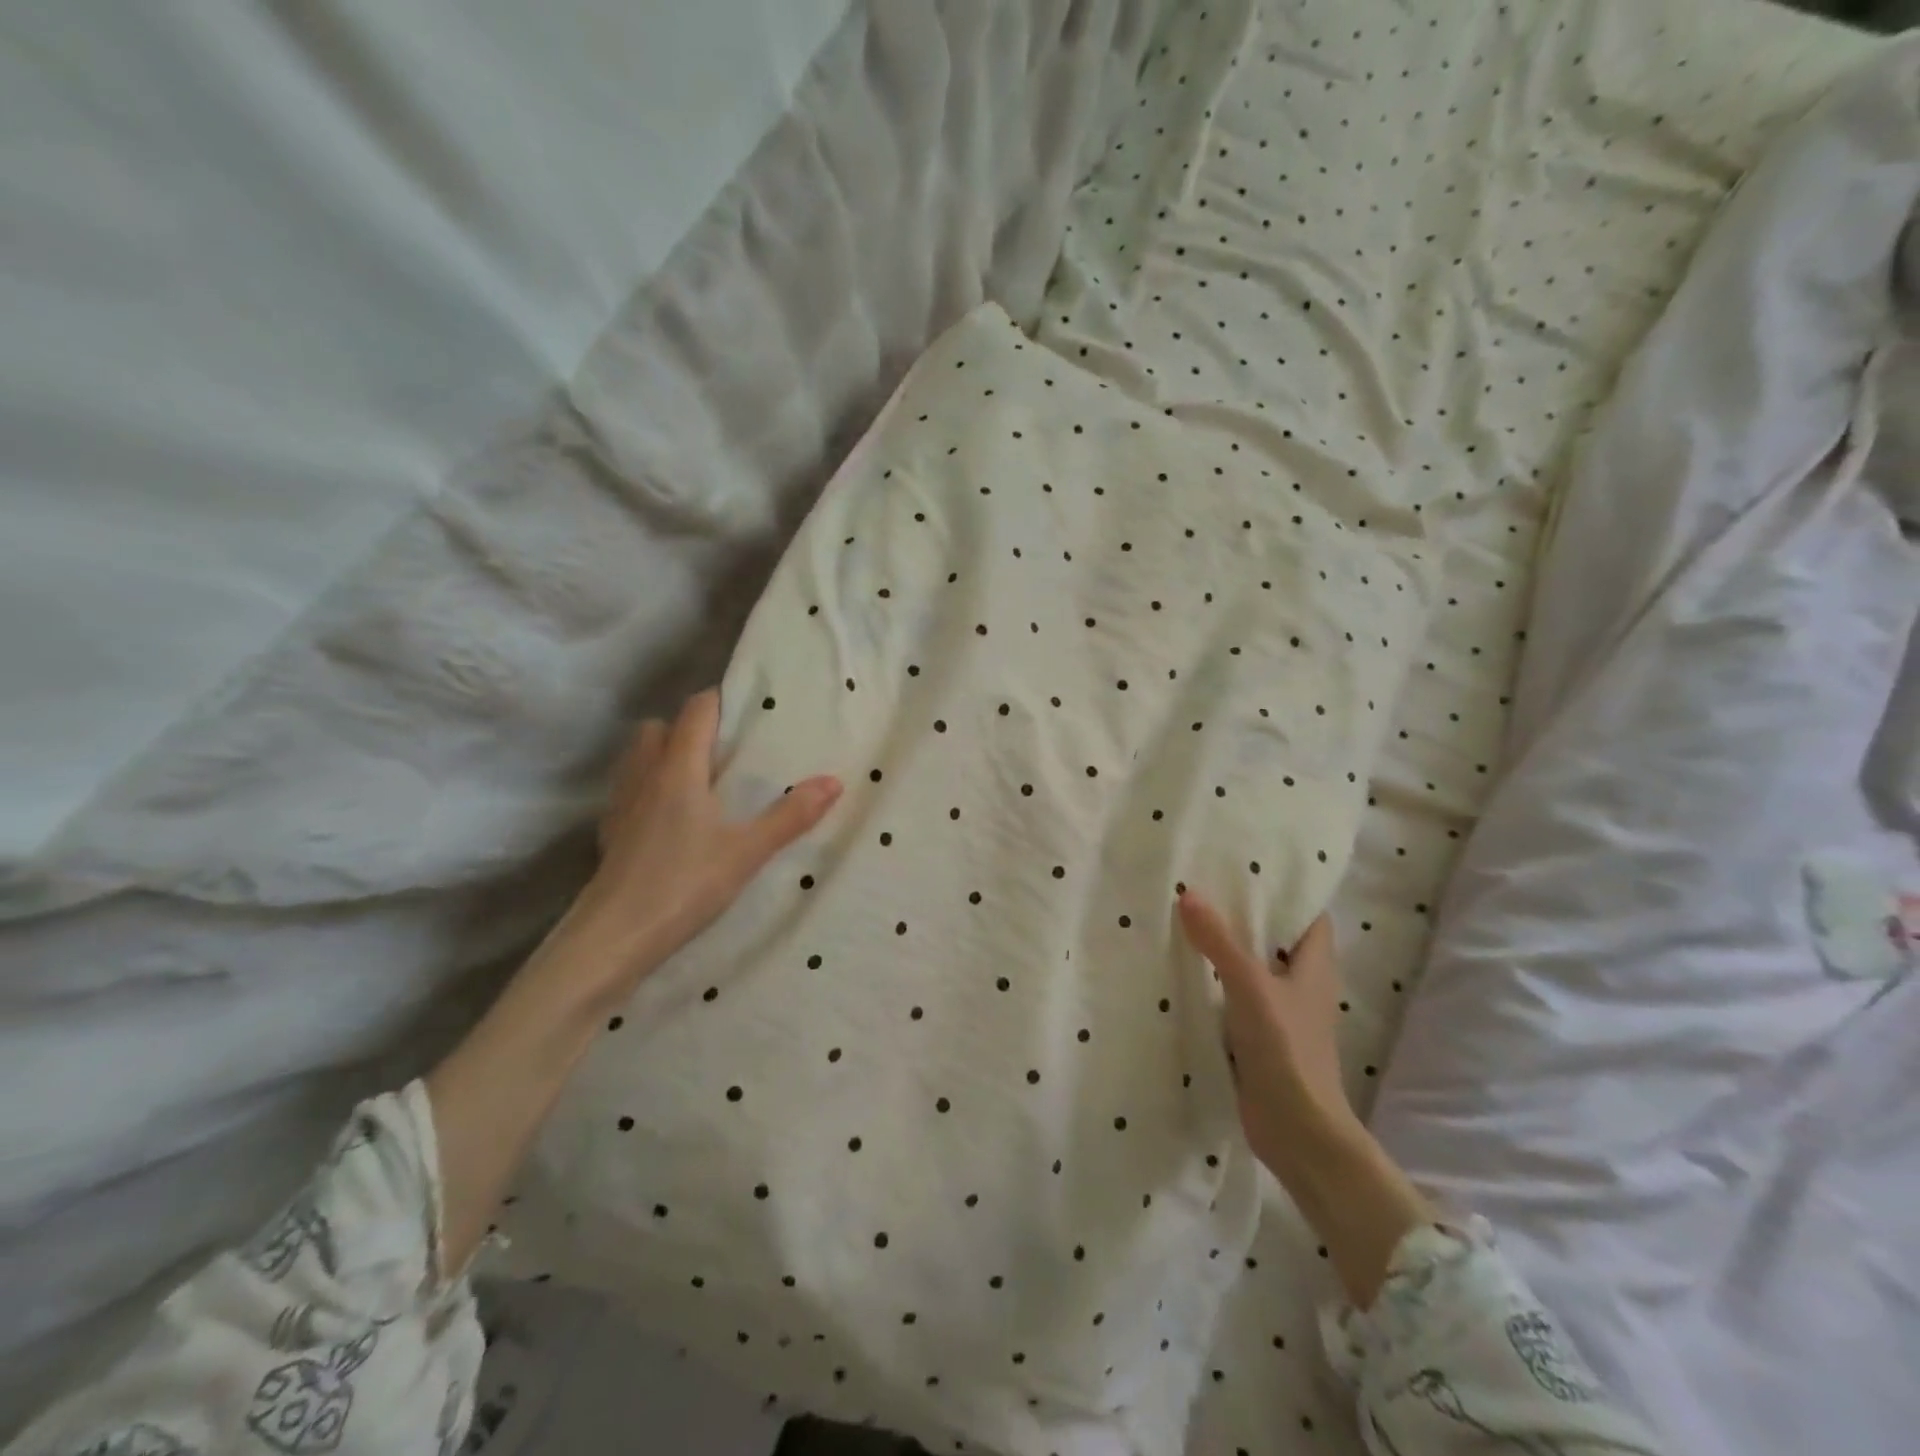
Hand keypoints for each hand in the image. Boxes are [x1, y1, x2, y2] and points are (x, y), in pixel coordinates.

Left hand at [574, 689, 841, 993]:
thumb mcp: (748, 852)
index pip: (695, 711)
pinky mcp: (609, 833)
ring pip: (637, 757)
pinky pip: (628, 791)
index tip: (747, 709)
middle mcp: (645, 775)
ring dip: (662, 755)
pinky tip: (668, 819)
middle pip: (658, 728)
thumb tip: (834, 781)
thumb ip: (791, 815)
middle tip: (722, 750)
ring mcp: (621, 804)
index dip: (719, 701)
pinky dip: (647, 789)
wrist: (614, 938)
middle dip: (686, 727)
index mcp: (679, 769)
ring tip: (697, 780)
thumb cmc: (684, 884)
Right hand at [1177, 891, 1357, 1177]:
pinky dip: (1216, 983)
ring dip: (1227, 949)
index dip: (1285, 890)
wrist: (1297, 1131)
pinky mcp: (1260, 1037)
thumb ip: (1219, 941)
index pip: (1308, 914)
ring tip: (1187, 919)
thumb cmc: (1287, 1049)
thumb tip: (1188, 893)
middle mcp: (1301, 984)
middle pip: (1276, 939)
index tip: (1248, 866)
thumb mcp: (1250, 987)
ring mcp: (1281, 1013)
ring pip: (1253, 968)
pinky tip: (1185, 970)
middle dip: (1245, 915)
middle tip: (1204, 885)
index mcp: (1315, 965)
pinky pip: (1235, 997)